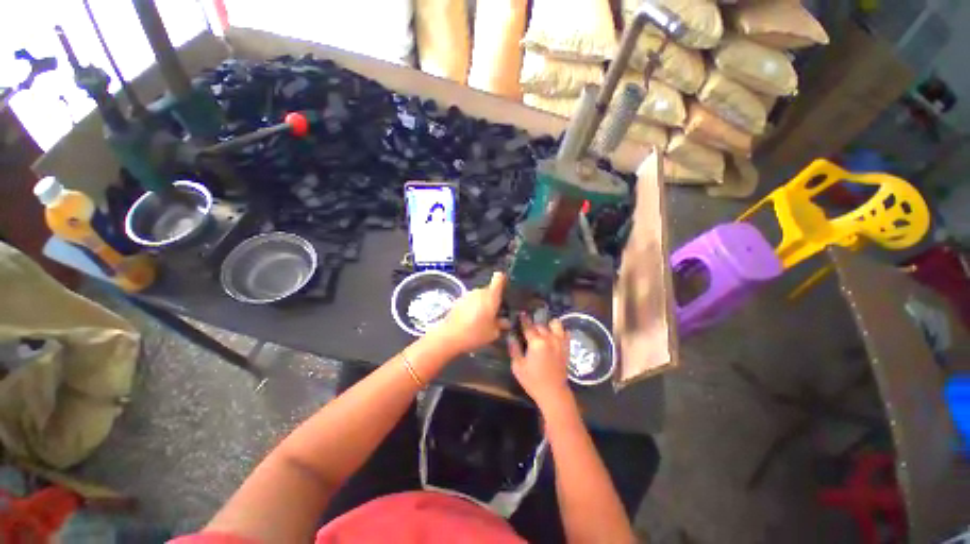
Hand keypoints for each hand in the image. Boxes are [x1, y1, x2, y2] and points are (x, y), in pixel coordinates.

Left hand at [428, 272, 507, 354]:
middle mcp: (479, 291)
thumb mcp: (494, 333)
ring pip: (480, 296)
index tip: (506, 288)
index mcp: (491, 295)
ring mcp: (467, 295)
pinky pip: (470, 301)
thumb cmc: (475, 333)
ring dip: (482, 303)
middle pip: (490, 290)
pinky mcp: (458, 300)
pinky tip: (471, 321)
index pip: (499, 278)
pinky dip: (473, 307)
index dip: (503, 280)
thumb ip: (501, 324)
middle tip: (496, 313)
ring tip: (483, 319)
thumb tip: (506, 322)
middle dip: (493, 299)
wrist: (449, 336)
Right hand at [508, 313, 571, 408]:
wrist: (554, 393)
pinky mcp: (567, 347)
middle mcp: (549, 338)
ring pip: (555, 324)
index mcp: (536, 342)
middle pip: (540, 325)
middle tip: (528, 327)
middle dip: (533, 324)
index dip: (523, 319)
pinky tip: (553, 335)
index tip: (521, 313)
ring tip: (542, 330)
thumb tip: (511, 336)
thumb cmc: (533, 380)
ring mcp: (560, 341)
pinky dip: (559, 331)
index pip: (528, 326)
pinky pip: (565, 332)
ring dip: (547, 325)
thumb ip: (514, 348)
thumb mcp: (518, 366)